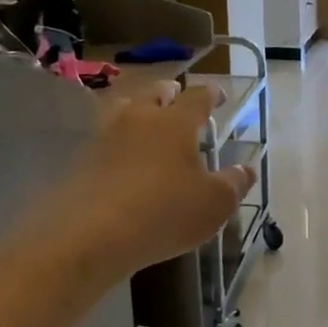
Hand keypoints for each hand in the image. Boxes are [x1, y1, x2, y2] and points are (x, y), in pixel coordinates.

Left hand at [30, 82, 254, 279]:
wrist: (92, 234)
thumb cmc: (164, 212)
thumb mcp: (213, 204)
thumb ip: (233, 184)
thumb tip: (245, 169)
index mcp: (175, 122)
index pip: (197, 97)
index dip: (210, 94)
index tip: (218, 96)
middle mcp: (139, 118)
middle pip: (155, 93)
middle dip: (170, 94)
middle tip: (178, 99)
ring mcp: (106, 135)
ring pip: (124, 109)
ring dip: (138, 110)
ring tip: (147, 121)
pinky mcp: (83, 158)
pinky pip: (106, 138)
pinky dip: (119, 140)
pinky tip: (124, 157)